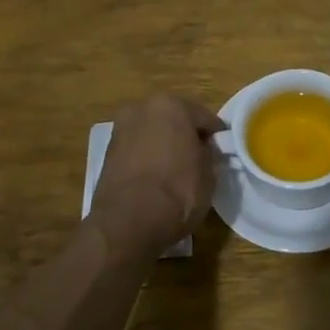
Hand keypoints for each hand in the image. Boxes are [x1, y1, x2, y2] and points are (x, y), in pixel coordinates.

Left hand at [91, 95, 226, 254]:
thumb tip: (203, 151)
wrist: (126, 223)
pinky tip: (156, 176)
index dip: (216, 135)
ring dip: (164, 144)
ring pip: (152, 132)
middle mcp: (142, 108)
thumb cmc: (177, 192)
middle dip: (186, 135)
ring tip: (175, 169)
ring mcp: (121, 128)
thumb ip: (208, 154)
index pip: (204, 117)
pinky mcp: (107, 151)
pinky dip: (147, 157)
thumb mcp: (209, 175)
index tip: (222, 151)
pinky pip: (137, 149)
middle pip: (174, 119)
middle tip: (198, 158)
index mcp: (171, 106)